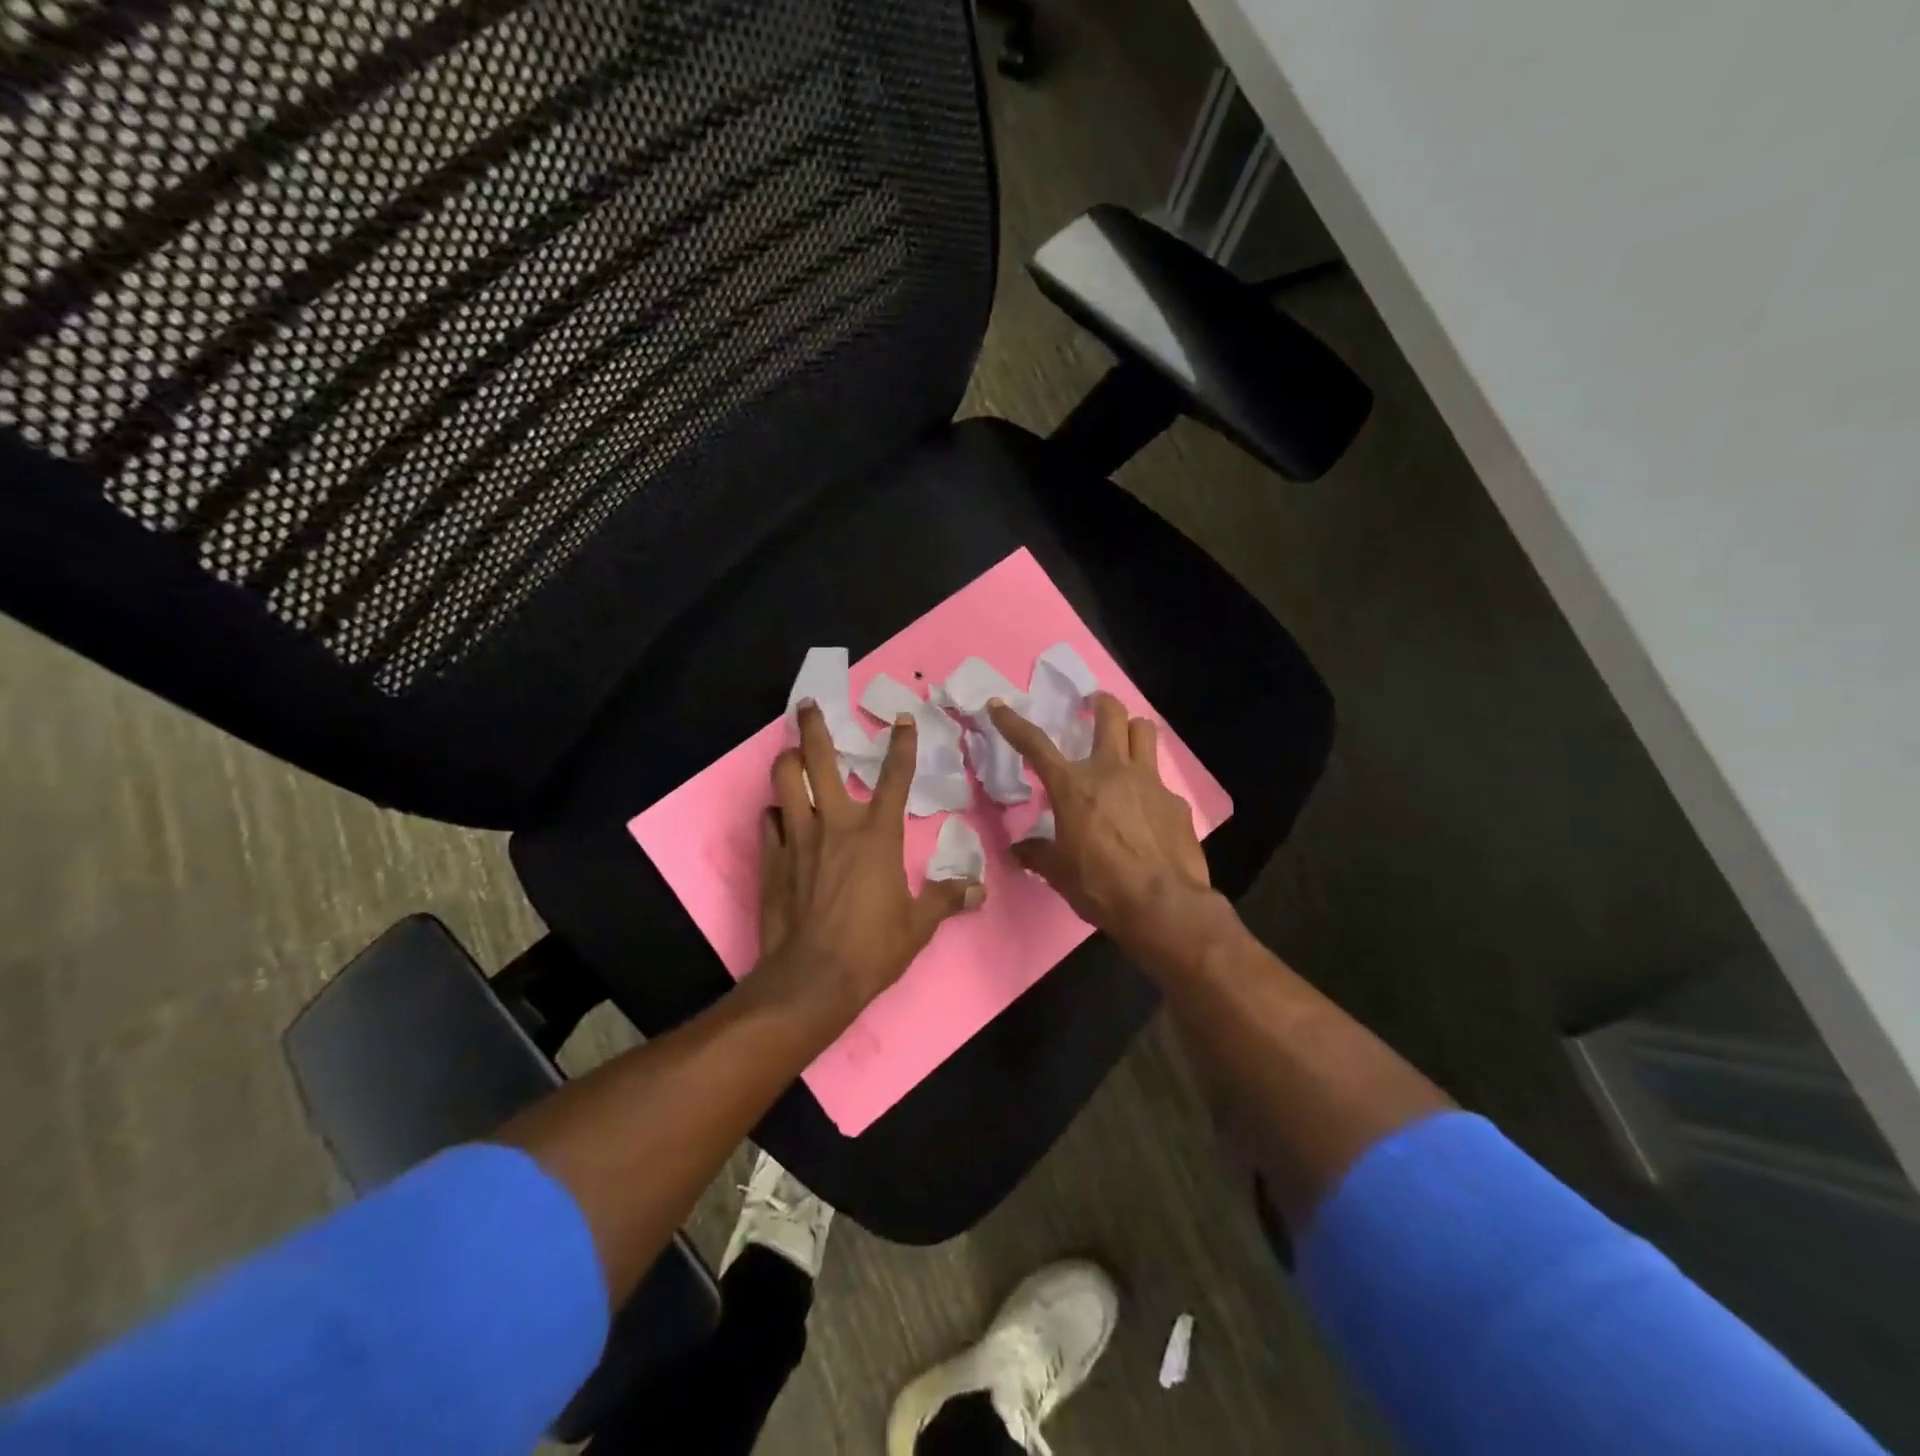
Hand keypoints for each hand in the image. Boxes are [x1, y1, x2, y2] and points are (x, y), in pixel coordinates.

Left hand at [760, 701, 984, 1007]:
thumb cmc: (872, 949)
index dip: (901, 745)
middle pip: (820, 759)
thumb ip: (946, 899)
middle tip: (808, 705)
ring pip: (785, 780)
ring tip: (789, 752)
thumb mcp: (919, 925)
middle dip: (813, 727)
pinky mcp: (771, 857)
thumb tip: (979, 890)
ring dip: (787, 760)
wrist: (812, 979)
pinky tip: (779, 816)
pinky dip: (775, 812)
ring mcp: (798, 837)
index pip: (895, 777)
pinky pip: (768, 820)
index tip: (902, 719)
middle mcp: (835, 823)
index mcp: (877, 834)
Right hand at [990, 692, 1229, 971]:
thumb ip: (1038, 854)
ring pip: (1144, 731)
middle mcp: (1111, 771)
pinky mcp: (1175, 801)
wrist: (1164, 906)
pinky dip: (1150, 785)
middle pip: (1110, 714)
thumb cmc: (1101, 886)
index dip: (1013, 723)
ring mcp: (1149, 782)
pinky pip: (1161, 780)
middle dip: (1100, 703)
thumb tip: (1018, 850)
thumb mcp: (1059, 873)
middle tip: (1094, 705)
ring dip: (1132, 729)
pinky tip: (1147, 809)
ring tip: (1126, 741)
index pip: (1035, 744)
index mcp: (1073, 786)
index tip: (999, 705)